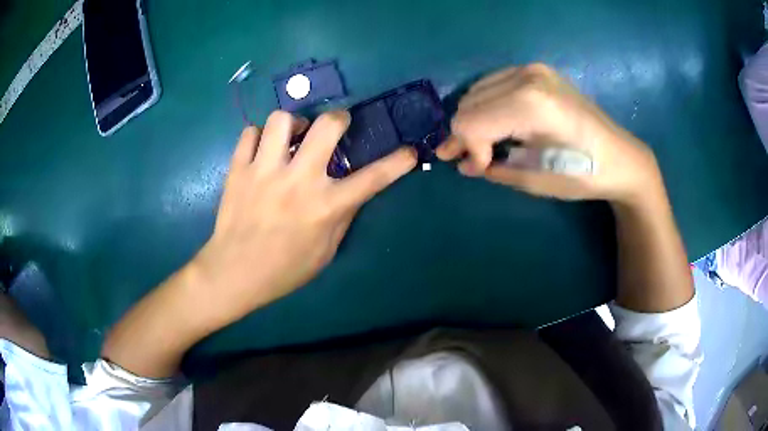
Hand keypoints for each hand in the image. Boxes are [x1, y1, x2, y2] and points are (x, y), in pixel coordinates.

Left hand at [197, 110, 415, 317]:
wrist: (234, 273)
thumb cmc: (284, 269)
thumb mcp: (325, 251)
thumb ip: (343, 216)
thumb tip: (353, 190)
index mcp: (325, 206)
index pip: (373, 178)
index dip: (398, 162)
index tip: (409, 151)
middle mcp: (298, 180)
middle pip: (326, 126)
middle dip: (339, 118)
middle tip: (336, 126)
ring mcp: (264, 171)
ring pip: (282, 119)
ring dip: (294, 123)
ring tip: (292, 137)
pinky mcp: (238, 169)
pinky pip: (250, 133)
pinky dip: (260, 136)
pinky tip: (263, 149)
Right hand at [437, 64, 661, 204]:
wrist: (620, 157)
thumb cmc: (584, 175)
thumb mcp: (536, 180)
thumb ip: (494, 168)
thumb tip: (465, 163)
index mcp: (530, 104)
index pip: (470, 121)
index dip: (468, 148)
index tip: (480, 168)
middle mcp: (526, 76)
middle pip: (468, 103)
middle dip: (466, 134)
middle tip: (476, 159)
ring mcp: (532, 68)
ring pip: (477, 92)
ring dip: (475, 119)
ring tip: (487, 143)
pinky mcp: (537, 70)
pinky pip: (493, 84)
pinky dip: (488, 105)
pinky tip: (500, 123)